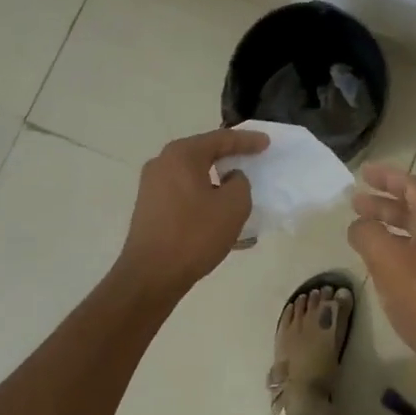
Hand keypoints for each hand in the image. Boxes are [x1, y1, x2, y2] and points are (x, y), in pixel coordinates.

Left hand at [117, 128, 267, 298]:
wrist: (151, 275)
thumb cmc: (195, 235)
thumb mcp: (233, 206)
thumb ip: (240, 183)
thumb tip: (230, 179)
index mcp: (182, 155)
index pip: (221, 139)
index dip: (247, 140)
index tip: (266, 143)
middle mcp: (162, 163)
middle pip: (203, 153)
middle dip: (229, 157)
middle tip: (252, 158)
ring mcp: (151, 186)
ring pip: (193, 175)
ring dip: (216, 181)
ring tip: (238, 189)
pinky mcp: (149, 207)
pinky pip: (184, 193)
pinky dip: (204, 197)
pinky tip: (219, 215)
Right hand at [348, 162, 415, 382]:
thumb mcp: (387, 260)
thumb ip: (368, 234)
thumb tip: (359, 225)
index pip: (413, 187)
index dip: (388, 177)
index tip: (364, 173)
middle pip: (414, 209)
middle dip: (384, 203)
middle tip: (355, 202)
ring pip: (415, 233)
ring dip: (388, 227)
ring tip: (362, 232)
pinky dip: (396, 249)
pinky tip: (380, 264)